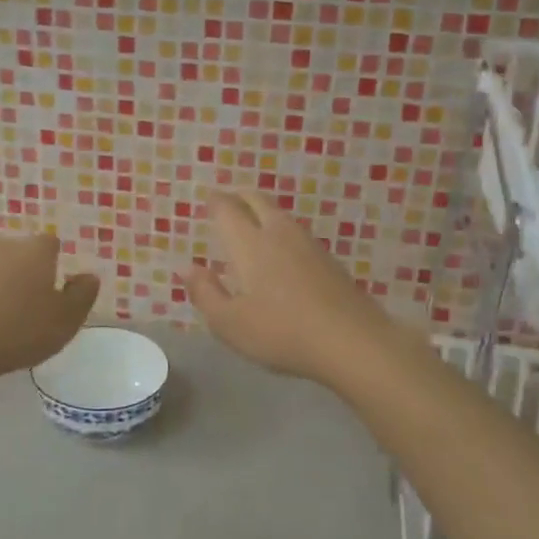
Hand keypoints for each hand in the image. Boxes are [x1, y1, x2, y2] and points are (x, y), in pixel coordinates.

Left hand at [0, 234, 99, 384]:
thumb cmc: (21, 330)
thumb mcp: (67, 319)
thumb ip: (83, 294)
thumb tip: (88, 276)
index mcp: (35, 249)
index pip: (51, 244)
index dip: (57, 264)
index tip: (58, 290)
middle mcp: (4, 245)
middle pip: (23, 253)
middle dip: (31, 273)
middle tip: (36, 306)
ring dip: (6, 285)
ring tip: (10, 318)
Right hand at [181, 190, 396, 386]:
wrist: (352, 342)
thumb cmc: (281, 333)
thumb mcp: (229, 324)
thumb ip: (205, 293)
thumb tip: (187, 267)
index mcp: (250, 244)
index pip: (227, 209)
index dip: (215, 202)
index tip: (207, 200)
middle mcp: (279, 234)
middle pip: (257, 200)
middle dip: (239, 196)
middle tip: (227, 202)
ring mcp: (309, 245)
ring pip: (280, 214)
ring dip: (262, 211)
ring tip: (251, 223)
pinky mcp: (329, 261)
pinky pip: (297, 233)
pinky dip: (281, 231)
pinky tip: (282, 252)